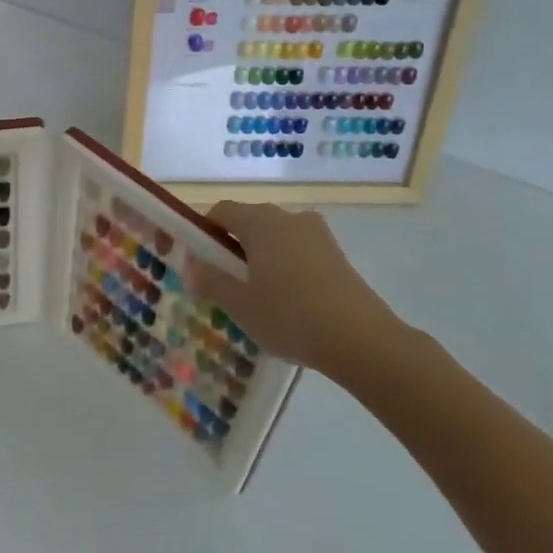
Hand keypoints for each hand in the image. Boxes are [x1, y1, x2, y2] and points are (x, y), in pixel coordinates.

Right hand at [187, 202, 409, 382]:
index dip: (203, 232)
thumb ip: (210, 281)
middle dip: (231, 247)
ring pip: (275, 237)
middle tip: (224, 283)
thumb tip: (190, 266)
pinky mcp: (337, 255)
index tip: (198, 262)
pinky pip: (298, 250)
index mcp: (260, 222)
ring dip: (260, 257)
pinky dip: (285, 266)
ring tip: (257, 296)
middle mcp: (288, 217)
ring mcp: (317, 234)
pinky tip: (288, 302)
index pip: (220, 212)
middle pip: (249, 222)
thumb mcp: (240, 304)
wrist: (363, 340)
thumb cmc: (290, 316)